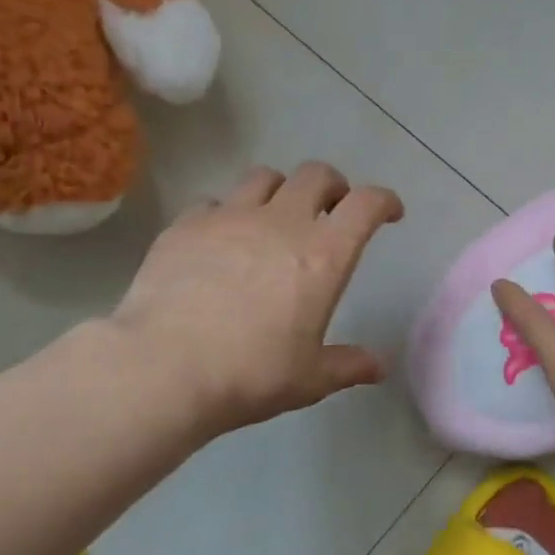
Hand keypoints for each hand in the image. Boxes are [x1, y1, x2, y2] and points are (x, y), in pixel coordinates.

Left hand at [111, 162, 404, 435]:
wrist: (165, 367)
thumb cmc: (251, 374)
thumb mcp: (309, 379)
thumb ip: (347, 366)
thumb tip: (378, 367)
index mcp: (323, 255)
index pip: (366, 205)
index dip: (384, 201)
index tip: (389, 212)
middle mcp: (281, 222)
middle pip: (316, 175)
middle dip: (333, 186)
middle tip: (331, 211)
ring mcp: (229, 217)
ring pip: (264, 177)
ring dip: (281, 191)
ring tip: (275, 217)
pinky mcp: (186, 225)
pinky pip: (214, 201)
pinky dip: (227, 213)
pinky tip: (220, 241)